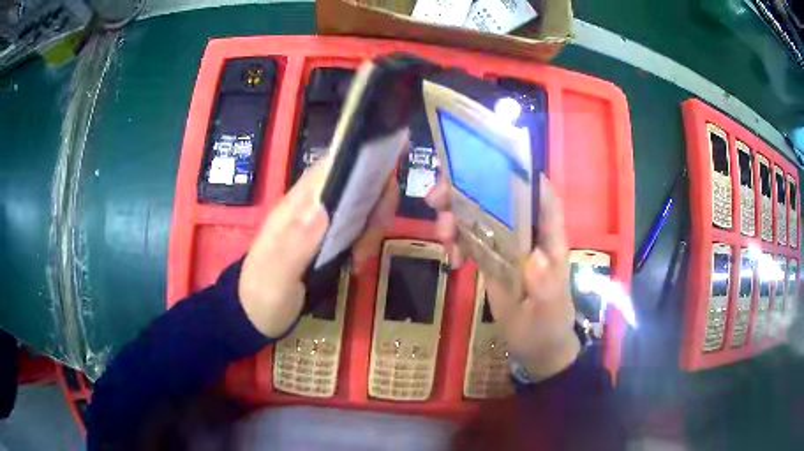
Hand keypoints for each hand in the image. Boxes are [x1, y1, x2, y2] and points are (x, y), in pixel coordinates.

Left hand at [239, 164, 398, 336]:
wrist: (255, 315)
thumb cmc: (262, 296)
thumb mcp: (276, 276)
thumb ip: (295, 244)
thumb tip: (324, 208)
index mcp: (296, 204)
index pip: (333, 166)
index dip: (363, 169)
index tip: (378, 202)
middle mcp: (312, 204)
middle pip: (357, 180)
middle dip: (375, 206)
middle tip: (366, 244)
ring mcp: (321, 219)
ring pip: (362, 202)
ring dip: (372, 226)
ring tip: (360, 259)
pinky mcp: (330, 236)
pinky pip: (359, 224)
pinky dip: (367, 240)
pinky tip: (357, 263)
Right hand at [426, 175, 579, 379]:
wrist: (537, 349)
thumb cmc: (547, 328)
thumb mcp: (547, 312)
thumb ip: (544, 286)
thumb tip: (534, 255)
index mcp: (549, 241)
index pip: (543, 197)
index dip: (521, 173)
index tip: (485, 162)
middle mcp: (529, 235)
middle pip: (500, 198)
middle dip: (468, 191)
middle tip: (435, 198)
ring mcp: (508, 245)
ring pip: (480, 215)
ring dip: (455, 216)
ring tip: (441, 236)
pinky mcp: (493, 258)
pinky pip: (471, 238)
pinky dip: (456, 241)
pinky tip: (449, 261)